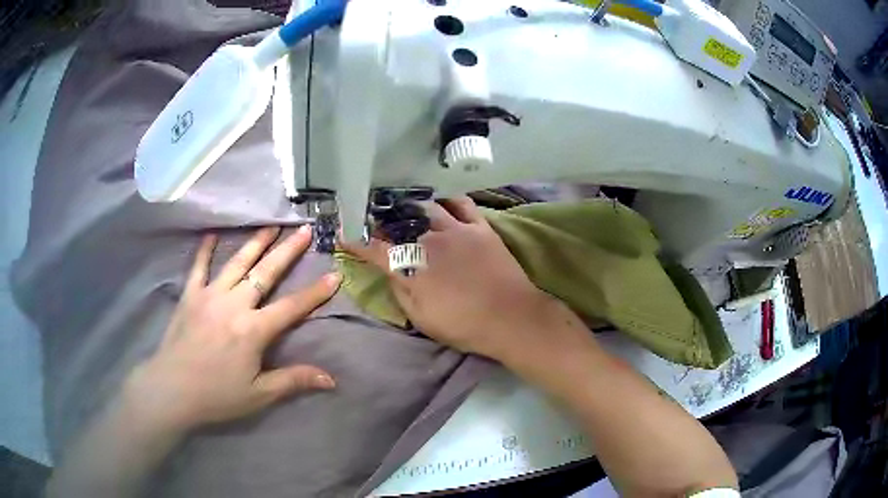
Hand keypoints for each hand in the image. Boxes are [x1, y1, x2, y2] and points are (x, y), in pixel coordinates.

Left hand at [126, 226, 340, 433]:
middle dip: (287, 251)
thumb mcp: (259, 394)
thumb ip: (293, 381)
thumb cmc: (217, 395)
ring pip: (237, 263)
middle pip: (265, 273)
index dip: (314, 293)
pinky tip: (212, 234)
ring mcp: (209, 296)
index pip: (291, 308)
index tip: (333, 275)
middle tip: (303, 230)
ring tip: (270, 225)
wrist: (172, 390)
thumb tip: (331, 379)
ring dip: (255, 243)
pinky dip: (205, 249)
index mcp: (253, 330)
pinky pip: (199, 267)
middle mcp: (234, 304)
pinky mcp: (190, 295)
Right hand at [344, 197, 582, 363]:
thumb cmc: (463, 325)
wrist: (510, 318)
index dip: (357, 243)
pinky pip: (462, 204)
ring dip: (412, 206)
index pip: (375, 250)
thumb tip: (390, 273)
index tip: (344, 235)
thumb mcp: (421, 318)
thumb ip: (401, 292)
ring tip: (405, 205)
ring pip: (427, 208)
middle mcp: (429, 241)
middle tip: (376, 219)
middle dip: (382, 221)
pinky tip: (442, 200)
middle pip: (399, 224)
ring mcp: (456, 230)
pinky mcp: (479, 227)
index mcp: (411, 266)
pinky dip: (449, 199)